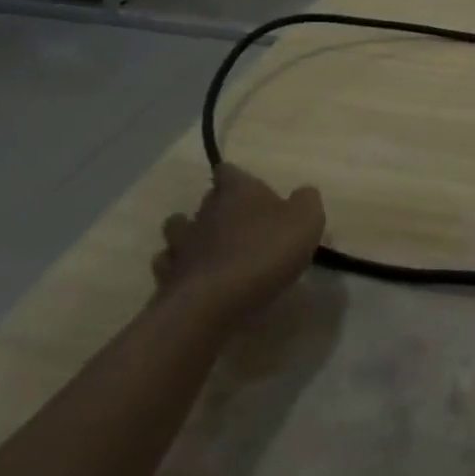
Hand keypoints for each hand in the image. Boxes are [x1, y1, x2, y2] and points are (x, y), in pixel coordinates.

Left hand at [152, 163, 325, 321]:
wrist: (214, 304)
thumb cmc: (265, 253)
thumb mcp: (306, 221)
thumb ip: (307, 201)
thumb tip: (303, 194)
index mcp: (237, 191)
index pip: (229, 171)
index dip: (237, 178)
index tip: (249, 189)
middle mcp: (205, 210)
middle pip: (207, 199)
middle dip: (219, 206)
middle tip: (239, 222)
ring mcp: (182, 244)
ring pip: (178, 228)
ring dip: (190, 234)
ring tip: (208, 248)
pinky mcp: (167, 277)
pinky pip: (168, 264)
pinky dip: (178, 268)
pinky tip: (193, 277)